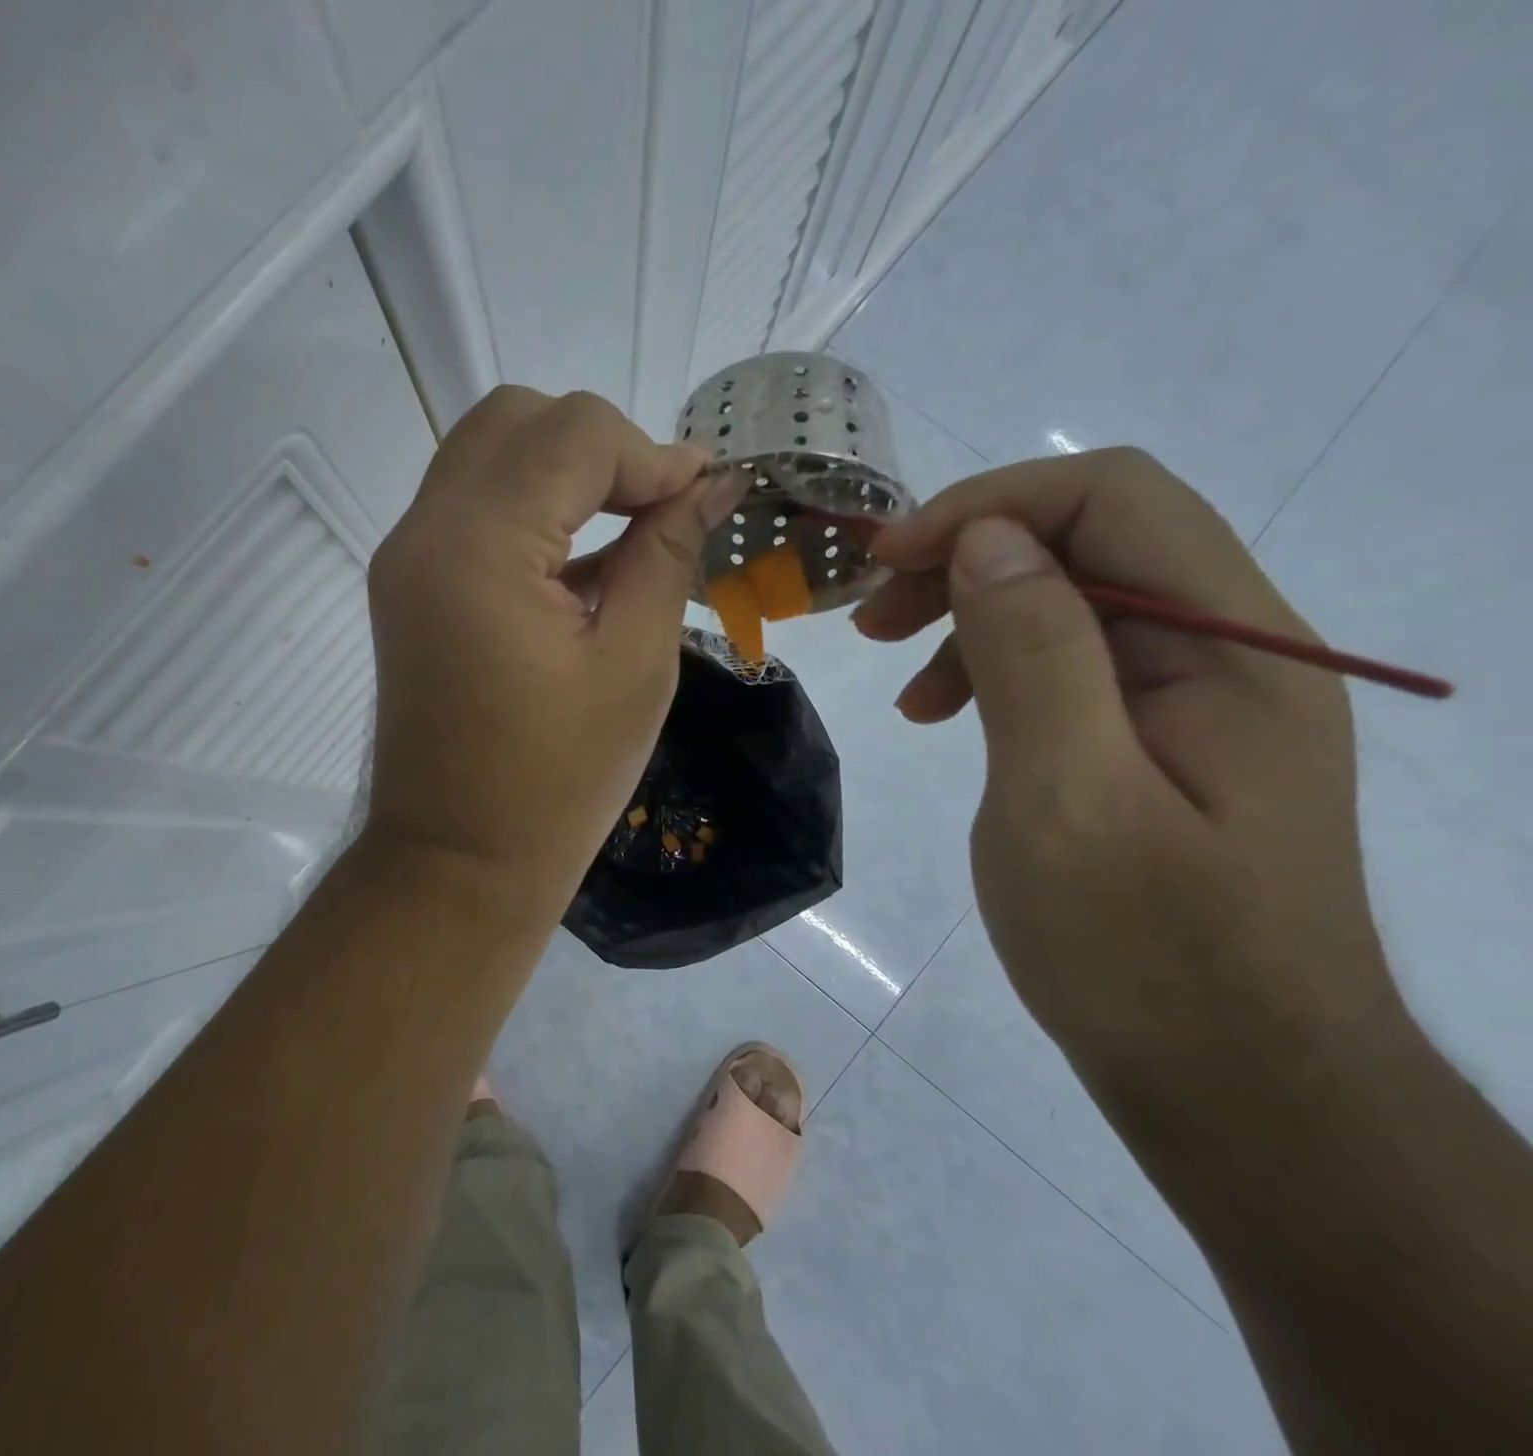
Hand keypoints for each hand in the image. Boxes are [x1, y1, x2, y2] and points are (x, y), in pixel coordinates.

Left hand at [363, 387, 743, 919]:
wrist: (460, 862)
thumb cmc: (558, 781)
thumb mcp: (634, 663)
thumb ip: (667, 553)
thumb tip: (710, 485)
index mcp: (477, 547)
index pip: (570, 433)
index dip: (651, 453)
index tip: (702, 497)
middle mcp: (423, 532)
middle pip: (516, 420)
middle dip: (600, 446)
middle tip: (658, 508)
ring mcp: (404, 559)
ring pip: (487, 456)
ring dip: (563, 473)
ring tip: (627, 530)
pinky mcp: (407, 588)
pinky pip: (471, 509)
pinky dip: (530, 510)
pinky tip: (578, 564)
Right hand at [855, 449, 1407, 1115]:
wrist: (1234, 1089)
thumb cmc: (1145, 953)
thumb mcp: (1067, 795)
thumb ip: (1033, 652)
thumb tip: (984, 537)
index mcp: (1232, 649)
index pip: (1111, 498)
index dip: (986, 506)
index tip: (886, 561)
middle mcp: (1227, 653)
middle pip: (1089, 540)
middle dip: (967, 556)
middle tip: (873, 614)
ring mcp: (1191, 701)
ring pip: (1069, 601)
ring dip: (970, 615)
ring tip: (900, 677)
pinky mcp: (1152, 743)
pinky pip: (1066, 665)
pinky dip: (990, 669)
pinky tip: (942, 714)